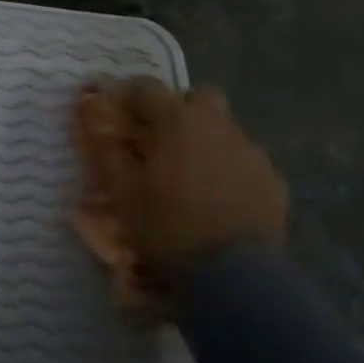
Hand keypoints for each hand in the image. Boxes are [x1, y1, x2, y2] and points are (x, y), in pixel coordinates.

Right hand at [71, 79, 287, 306]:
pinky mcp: (272, 179)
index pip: (146, 87)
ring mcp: (250, 151)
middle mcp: (217, 125)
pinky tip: (216, 200)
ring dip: (203, 141)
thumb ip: (105, 147)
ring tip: (188, 178)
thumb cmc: (166, 227)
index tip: (116, 116)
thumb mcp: (121, 192)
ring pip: (223, 129)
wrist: (233, 275)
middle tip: (158, 143)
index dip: (126, 97)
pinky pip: (244, 161)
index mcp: (176, 121)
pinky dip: (228, 170)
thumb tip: (91, 111)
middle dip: (176, 112)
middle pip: (196, 98)